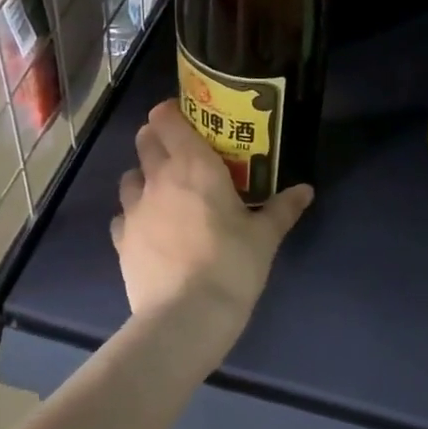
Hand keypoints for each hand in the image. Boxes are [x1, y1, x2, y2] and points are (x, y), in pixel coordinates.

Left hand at [111, 100, 313, 344]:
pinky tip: (150, 230)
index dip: (171, 111)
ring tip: (164, 193)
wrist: (185, 316)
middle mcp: (158, 178)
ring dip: (144, 177)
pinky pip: (122, 215)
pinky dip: (134, 215)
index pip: (166, 118)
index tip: (186, 117)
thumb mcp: (265, 236)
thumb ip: (283, 208)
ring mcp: (135, 209)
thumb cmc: (232, 265)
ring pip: (129, 176)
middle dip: (157, 139)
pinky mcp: (121, 240)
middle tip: (180, 153)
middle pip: (144, 140)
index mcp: (194, 165)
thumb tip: (306, 190)